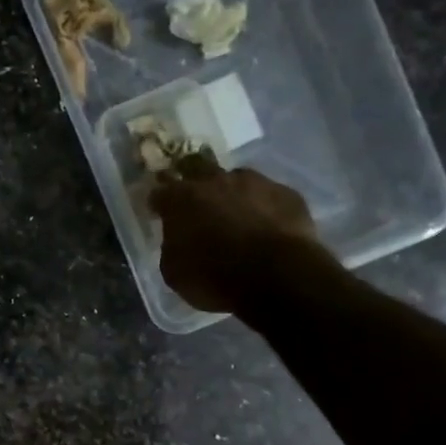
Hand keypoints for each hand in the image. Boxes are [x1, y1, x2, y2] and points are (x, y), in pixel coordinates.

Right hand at [149, 162, 332, 312]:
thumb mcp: (174, 272)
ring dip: (231, 191)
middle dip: (192, 179)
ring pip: (236, 178)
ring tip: (236, 212)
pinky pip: (268, 195)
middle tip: (195, 199)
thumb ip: (172, 246)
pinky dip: (263, 206)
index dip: (158, 202)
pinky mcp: (286, 193)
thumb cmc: (214, 278)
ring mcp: (254, 182)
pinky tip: (266, 223)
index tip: (159, 211)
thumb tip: (178, 238)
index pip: (160, 191)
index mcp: (181, 200)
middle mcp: (215, 181)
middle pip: (197, 167)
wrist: (276, 276)